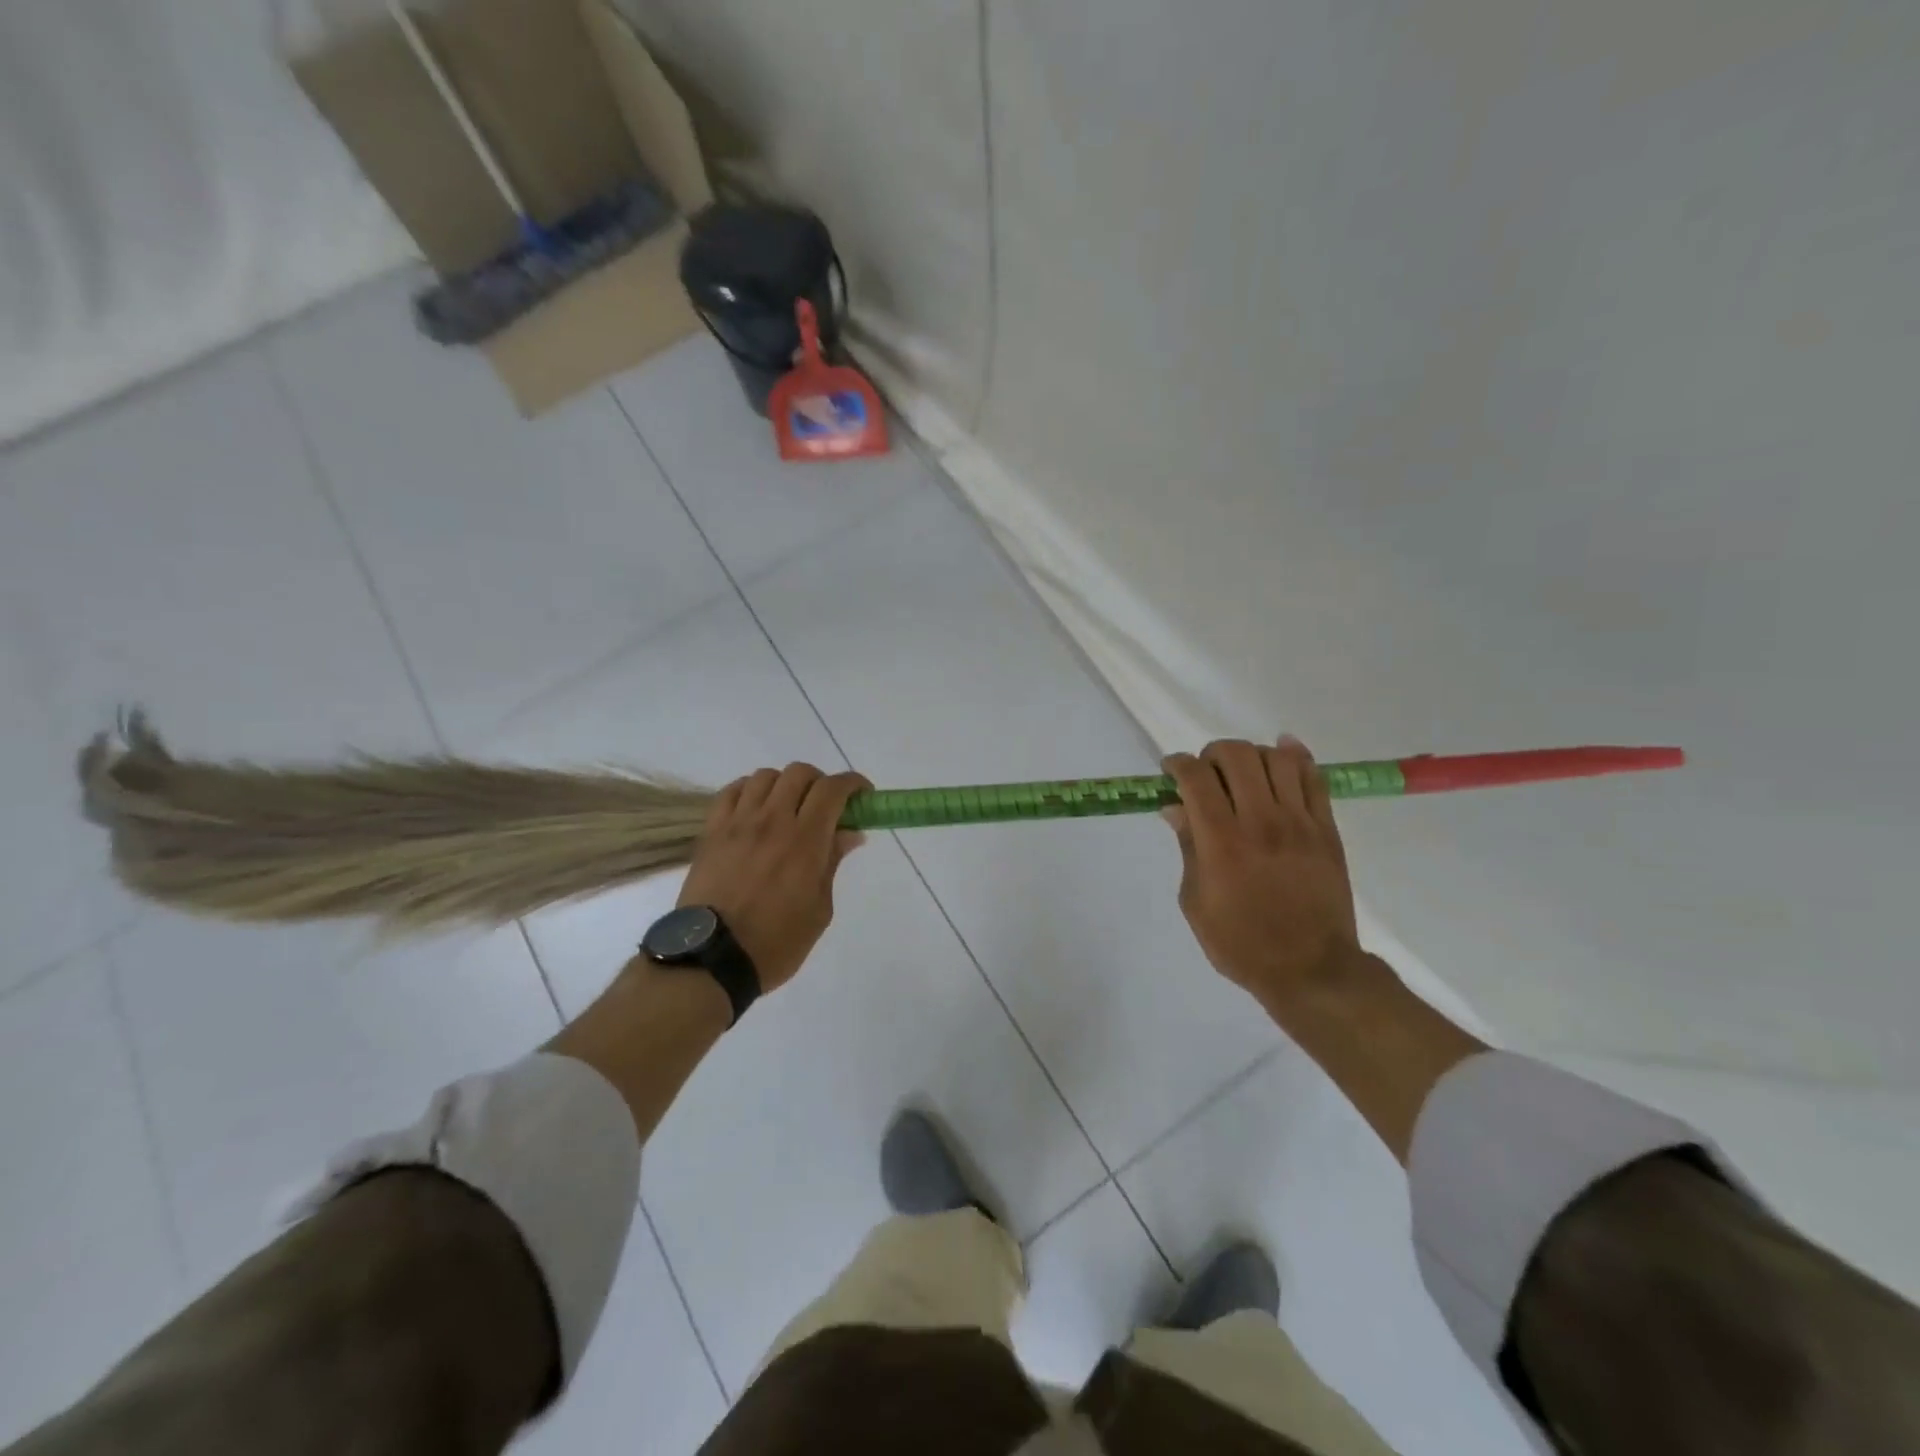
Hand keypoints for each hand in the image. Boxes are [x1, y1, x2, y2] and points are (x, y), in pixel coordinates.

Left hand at [677, 762, 869, 992]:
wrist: (712, 960)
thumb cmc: (776, 943)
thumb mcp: (819, 909)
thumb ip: (832, 863)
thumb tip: (849, 833)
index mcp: (805, 840)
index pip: (833, 789)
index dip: (853, 783)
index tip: (863, 795)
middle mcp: (772, 821)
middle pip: (799, 773)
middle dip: (820, 783)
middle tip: (826, 807)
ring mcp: (738, 823)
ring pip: (765, 776)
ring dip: (784, 785)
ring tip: (788, 808)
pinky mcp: (711, 832)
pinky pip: (731, 792)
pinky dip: (750, 791)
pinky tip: (756, 809)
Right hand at [1162, 737, 1362, 1013]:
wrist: (1311, 970)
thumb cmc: (1241, 943)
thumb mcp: (1195, 901)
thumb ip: (1188, 847)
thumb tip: (1176, 808)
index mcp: (1221, 841)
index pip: (1195, 778)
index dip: (1176, 764)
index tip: (1170, 770)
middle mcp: (1260, 821)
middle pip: (1235, 755)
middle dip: (1211, 754)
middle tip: (1206, 774)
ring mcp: (1298, 822)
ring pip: (1275, 758)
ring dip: (1251, 755)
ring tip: (1243, 772)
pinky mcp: (1326, 829)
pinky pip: (1314, 777)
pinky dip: (1295, 756)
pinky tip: (1281, 753)